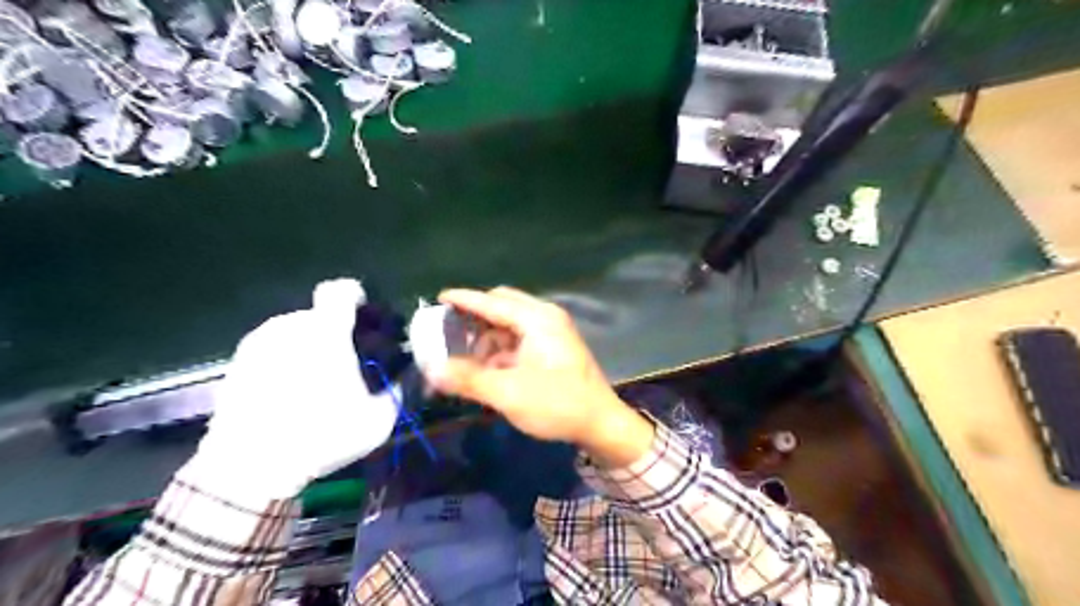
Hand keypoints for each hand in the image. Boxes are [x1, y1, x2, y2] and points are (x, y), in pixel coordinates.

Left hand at [182, 279, 397, 505]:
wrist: (248, 468)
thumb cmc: (320, 436)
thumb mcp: (377, 420)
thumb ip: (401, 389)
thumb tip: (413, 371)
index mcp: (325, 333)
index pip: (339, 291)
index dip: (354, 295)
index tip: (363, 313)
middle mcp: (289, 328)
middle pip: (318, 314)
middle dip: (334, 330)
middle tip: (346, 359)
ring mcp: (258, 343)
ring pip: (294, 330)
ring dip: (309, 344)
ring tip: (316, 377)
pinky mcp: (237, 362)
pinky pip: (272, 347)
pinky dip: (285, 358)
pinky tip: (289, 389)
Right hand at [427, 287, 653, 464]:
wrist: (601, 423)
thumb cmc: (557, 404)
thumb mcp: (508, 393)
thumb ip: (467, 379)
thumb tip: (432, 370)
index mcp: (536, 319)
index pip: (492, 301)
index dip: (463, 299)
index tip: (438, 298)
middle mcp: (545, 317)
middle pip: (502, 306)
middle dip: (475, 319)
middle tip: (450, 335)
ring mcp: (552, 330)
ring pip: (510, 323)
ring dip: (488, 338)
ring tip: (467, 361)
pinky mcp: (554, 346)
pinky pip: (520, 337)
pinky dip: (502, 348)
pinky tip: (490, 369)